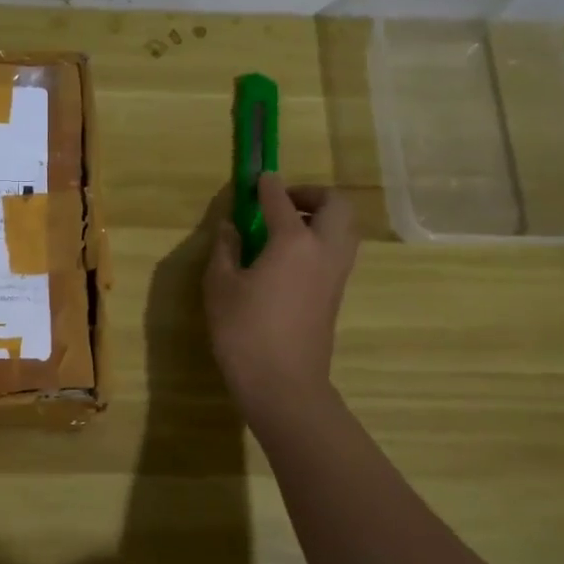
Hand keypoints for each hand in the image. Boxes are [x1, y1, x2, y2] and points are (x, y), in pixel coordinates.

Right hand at [204, 174, 357, 422]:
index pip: (281, 200)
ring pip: (344, 227)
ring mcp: (336, 273)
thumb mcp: (220, 286)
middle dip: (311, 194)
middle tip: (281, 202)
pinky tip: (290, 257)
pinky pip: (338, 250)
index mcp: (293, 242)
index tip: (256, 179)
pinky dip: (322, 239)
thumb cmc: (244, 332)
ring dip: (321, 216)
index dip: (267, 186)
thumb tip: (231, 227)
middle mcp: (324, 249)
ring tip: (285, 228)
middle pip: (336, 204)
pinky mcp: (336, 293)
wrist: (283, 384)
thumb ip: (225, 249)